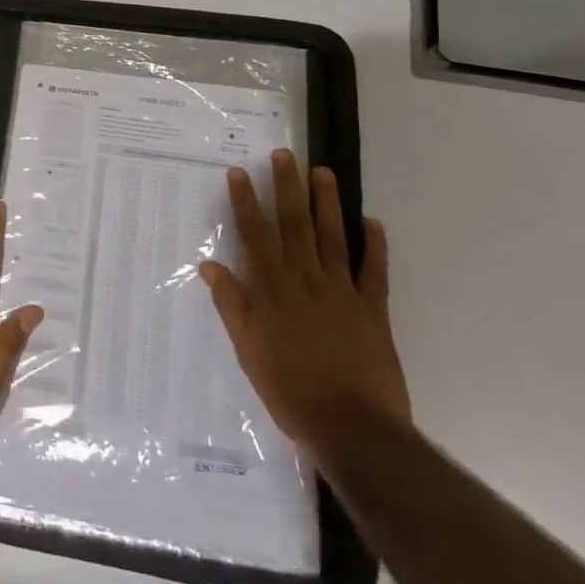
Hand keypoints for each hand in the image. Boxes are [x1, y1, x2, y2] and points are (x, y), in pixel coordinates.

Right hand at [199, 149, 409, 473]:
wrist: (353, 428)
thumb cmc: (291, 392)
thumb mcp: (249, 352)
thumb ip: (233, 305)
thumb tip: (210, 266)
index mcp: (274, 291)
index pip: (256, 237)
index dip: (246, 203)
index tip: (239, 173)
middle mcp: (306, 281)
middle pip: (295, 226)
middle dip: (287, 188)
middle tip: (284, 155)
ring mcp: (342, 292)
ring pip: (333, 237)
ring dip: (327, 203)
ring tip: (322, 172)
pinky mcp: (373, 310)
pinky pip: (374, 272)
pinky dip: (374, 246)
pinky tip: (372, 222)